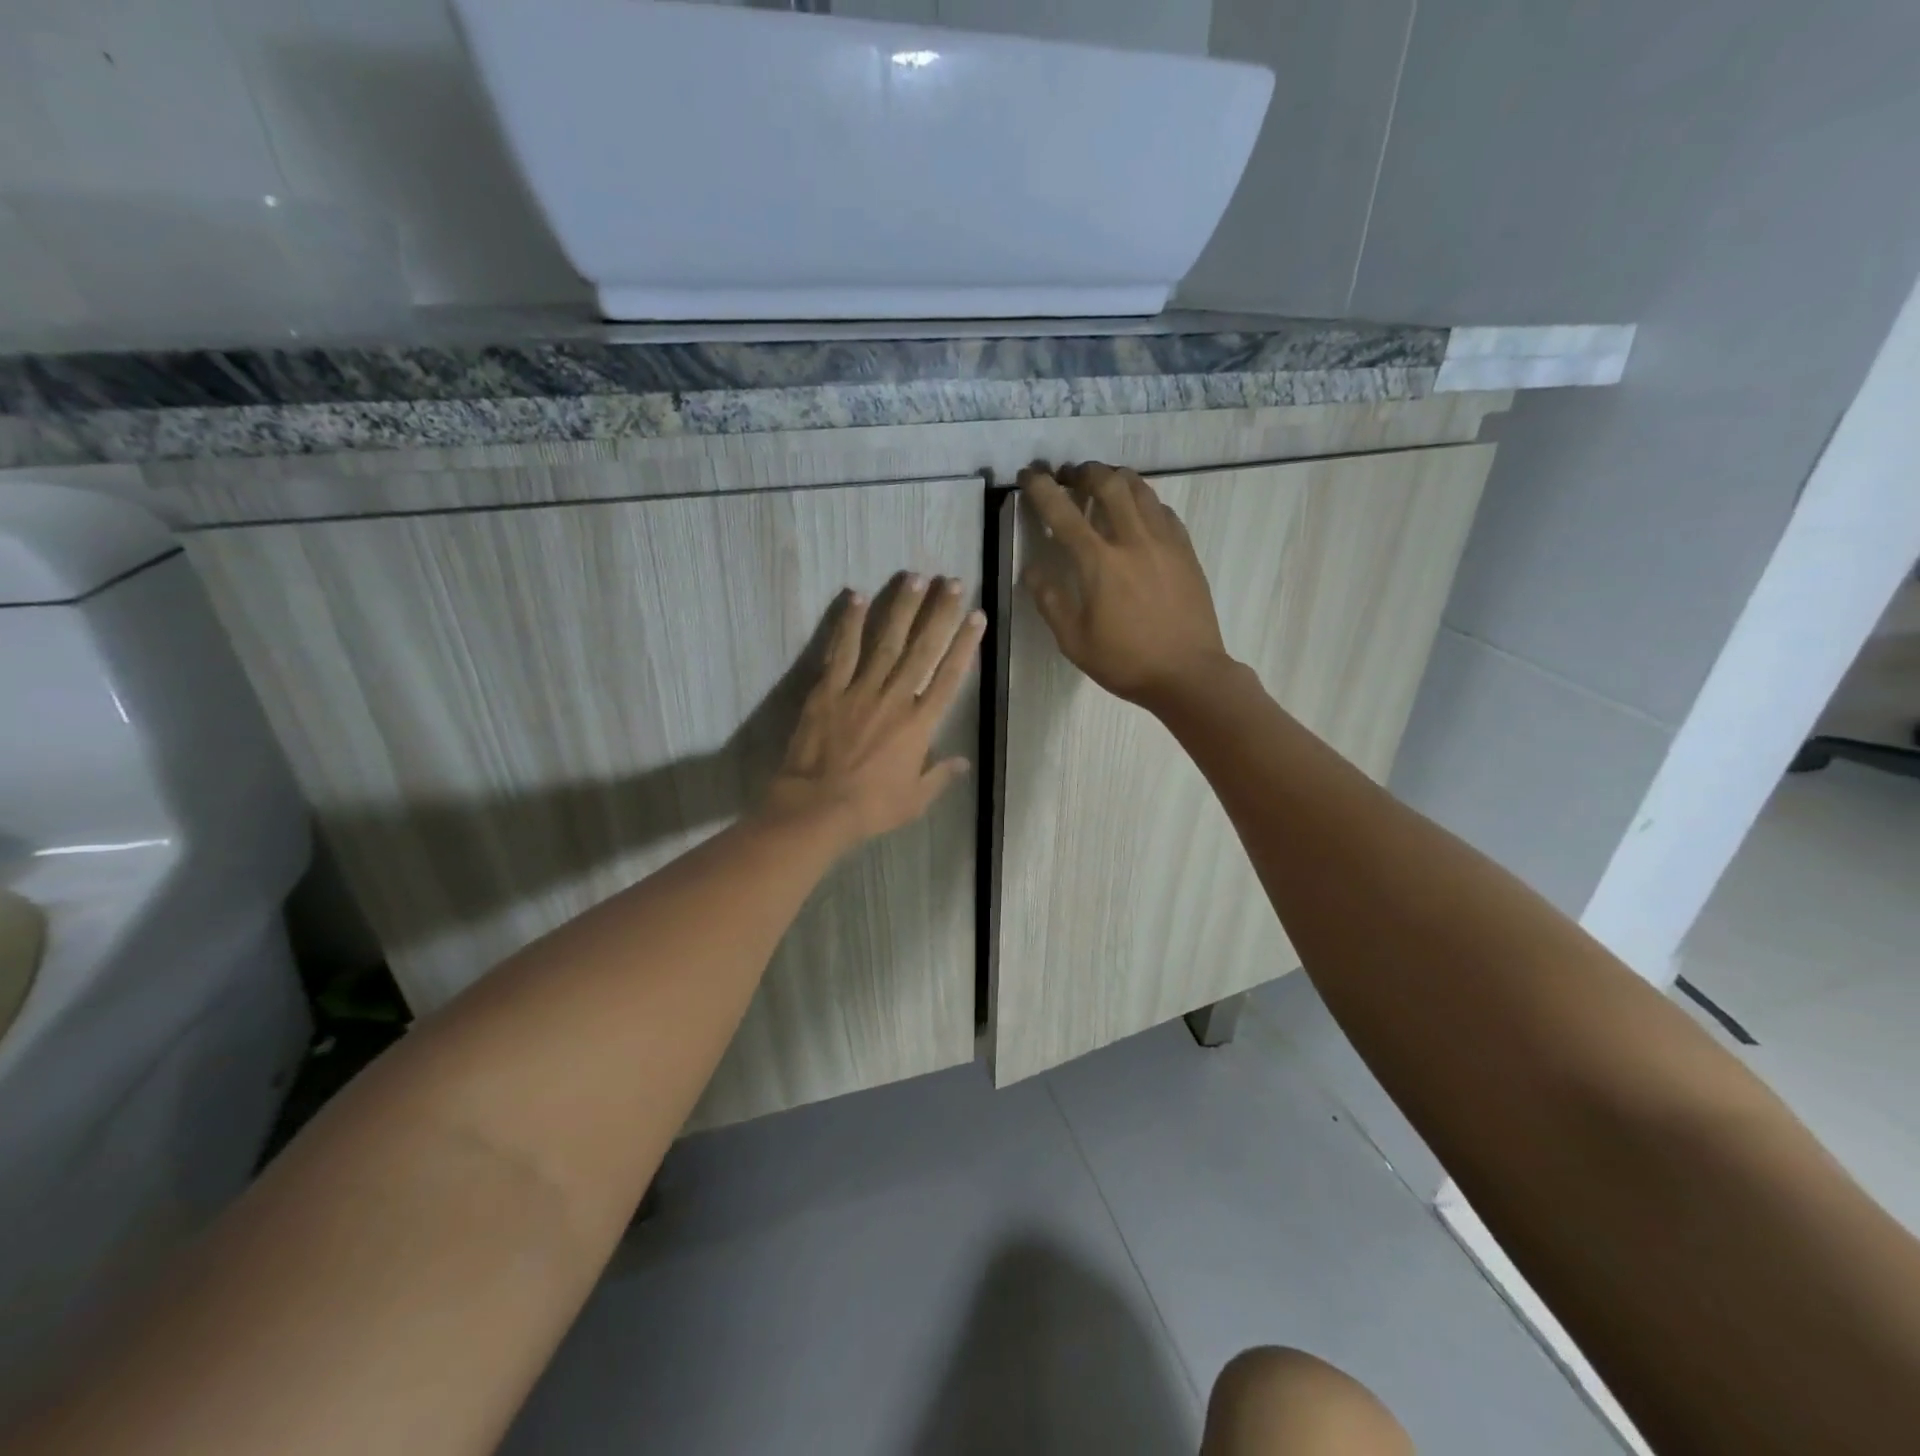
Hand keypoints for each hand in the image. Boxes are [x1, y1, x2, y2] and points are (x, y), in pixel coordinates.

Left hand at [764, 574, 984, 845]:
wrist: (818, 808)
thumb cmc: (871, 808)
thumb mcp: (915, 800)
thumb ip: (940, 776)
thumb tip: (963, 762)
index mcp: (920, 724)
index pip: (949, 676)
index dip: (964, 644)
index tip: (976, 616)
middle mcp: (895, 698)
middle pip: (922, 648)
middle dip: (939, 613)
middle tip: (951, 581)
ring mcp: (860, 690)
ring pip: (885, 641)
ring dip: (901, 607)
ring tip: (914, 577)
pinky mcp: (828, 691)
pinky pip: (841, 652)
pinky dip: (849, 624)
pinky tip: (857, 597)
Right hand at [1019, 463, 1232, 708]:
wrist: (1188, 674)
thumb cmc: (1126, 662)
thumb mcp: (1074, 642)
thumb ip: (1050, 601)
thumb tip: (1031, 570)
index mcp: (1100, 563)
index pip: (1063, 512)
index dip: (1042, 489)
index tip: (1030, 475)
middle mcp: (1133, 540)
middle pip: (1108, 484)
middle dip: (1084, 472)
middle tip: (1070, 475)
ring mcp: (1165, 542)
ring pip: (1141, 489)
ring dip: (1116, 478)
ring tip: (1103, 483)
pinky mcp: (1186, 550)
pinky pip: (1163, 510)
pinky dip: (1144, 501)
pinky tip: (1137, 513)